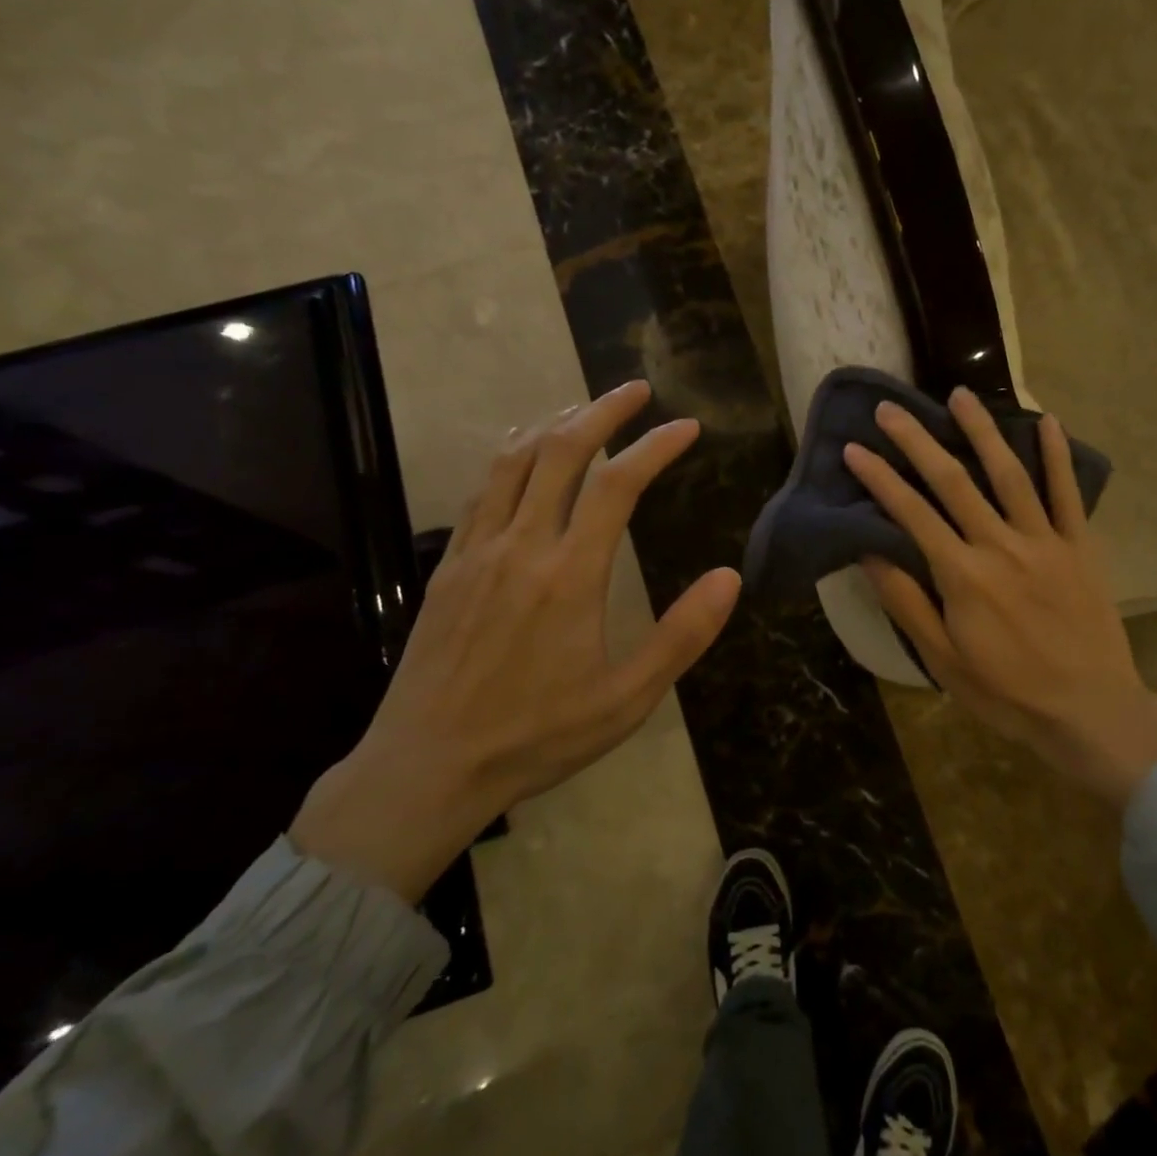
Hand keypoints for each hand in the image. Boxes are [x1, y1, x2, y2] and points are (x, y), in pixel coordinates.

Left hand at [290, 381, 741, 900]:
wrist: (427, 766)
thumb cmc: (536, 736)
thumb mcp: (626, 700)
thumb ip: (681, 636)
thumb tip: (729, 577)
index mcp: (570, 575)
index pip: (617, 485)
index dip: (655, 446)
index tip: (686, 427)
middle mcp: (522, 546)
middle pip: (561, 452)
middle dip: (603, 411)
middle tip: (636, 389)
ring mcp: (477, 551)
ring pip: (514, 461)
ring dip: (553, 423)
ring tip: (586, 408)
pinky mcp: (449, 565)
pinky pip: (481, 490)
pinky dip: (510, 455)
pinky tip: (522, 452)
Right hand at [844, 389, 1156, 809]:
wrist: (1091, 711)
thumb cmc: (1007, 692)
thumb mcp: (943, 660)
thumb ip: (906, 604)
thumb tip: (871, 553)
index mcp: (962, 576)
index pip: (912, 513)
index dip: (880, 478)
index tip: (854, 448)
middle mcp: (1001, 546)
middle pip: (954, 481)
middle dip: (918, 441)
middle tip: (891, 408)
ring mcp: (1045, 541)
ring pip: (1009, 474)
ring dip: (983, 431)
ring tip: (960, 395)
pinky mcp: (1080, 546)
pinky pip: (1068, 493)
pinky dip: (1057, 455)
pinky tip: (1047, 421)